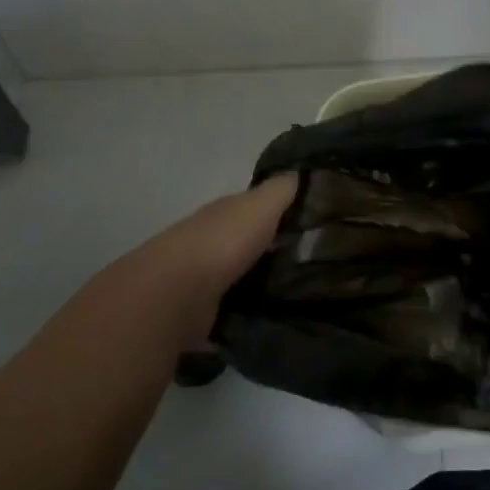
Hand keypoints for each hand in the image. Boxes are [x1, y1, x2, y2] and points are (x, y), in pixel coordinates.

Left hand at [135, 174, 298, 335]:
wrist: (176, 294)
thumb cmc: (223, 241)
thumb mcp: (260, 205)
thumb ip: (281, 189)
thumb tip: (300, 172)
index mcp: (226, 212)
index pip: (257, 206)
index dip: (282, 210)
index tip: (314, 220)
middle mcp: (212, 239)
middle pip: (249, 240)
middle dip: (274, 247)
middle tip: (313, 260)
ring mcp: (202, 276)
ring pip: (241, 273)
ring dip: (261, 279)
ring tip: (300, 293)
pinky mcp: (200, 311)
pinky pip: (233, 307)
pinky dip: (248, 310)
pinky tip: (272, 316)